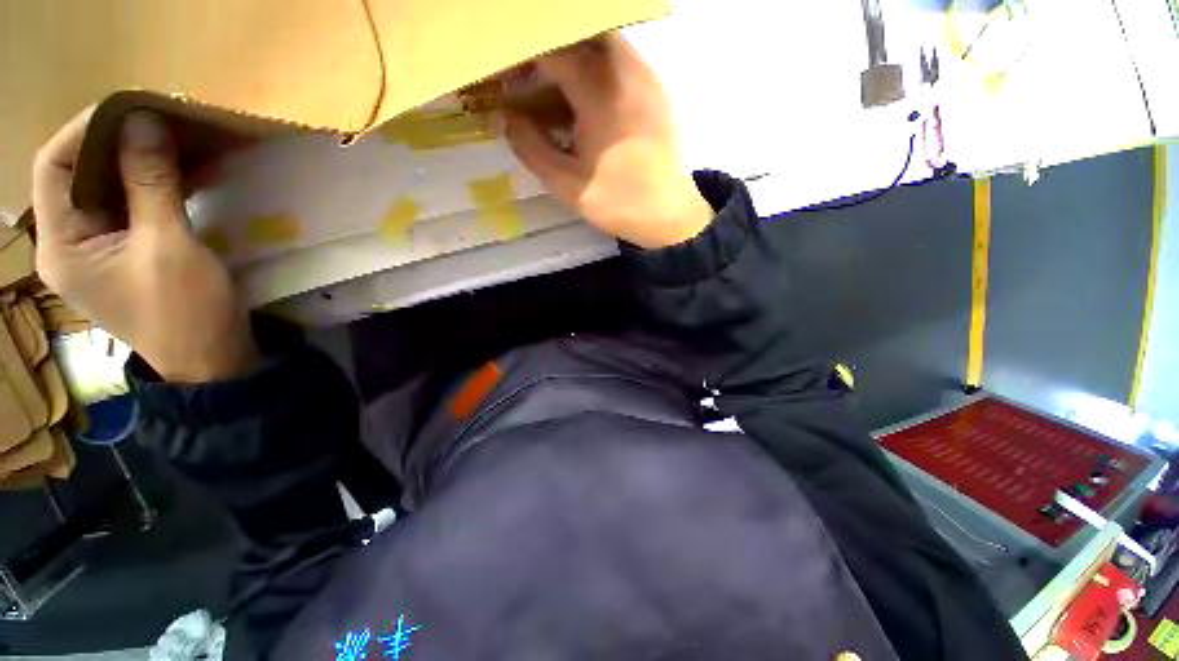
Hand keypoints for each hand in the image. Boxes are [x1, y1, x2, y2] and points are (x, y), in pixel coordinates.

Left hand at [33, 109, 257, 382]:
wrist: (212, 359)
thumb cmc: (186, 312)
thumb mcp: (169, 246)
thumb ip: (151, 183)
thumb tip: (144, 120)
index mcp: (62, 245)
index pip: (55, 167)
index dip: (86, 130)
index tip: (133, 108)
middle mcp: (68, 242)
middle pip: (78, 175)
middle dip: (116, 143)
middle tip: (160, 122)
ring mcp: (96, 249)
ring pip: (105, 188)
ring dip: (135, 161)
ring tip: (173, 142)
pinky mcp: (123, 253)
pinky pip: (127, 206)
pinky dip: (149, 183)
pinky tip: (177, 173)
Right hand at [505, 33, 713, 249]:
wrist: (668, 215)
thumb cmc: (617, 202)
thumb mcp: (565, 184)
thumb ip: (530, 148)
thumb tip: (507, 118)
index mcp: (599, 91)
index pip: (550, 51)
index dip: (521, 60)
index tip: (505, 81)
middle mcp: (624, 70)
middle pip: (576, 36)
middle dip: (546, 54)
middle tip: (529, 82)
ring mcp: (644, 76)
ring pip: (599, 44)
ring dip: (571, 61)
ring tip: (554, 97)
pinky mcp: (654, 89)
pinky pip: (619, 62)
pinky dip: (594, 72)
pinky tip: (585, 106)